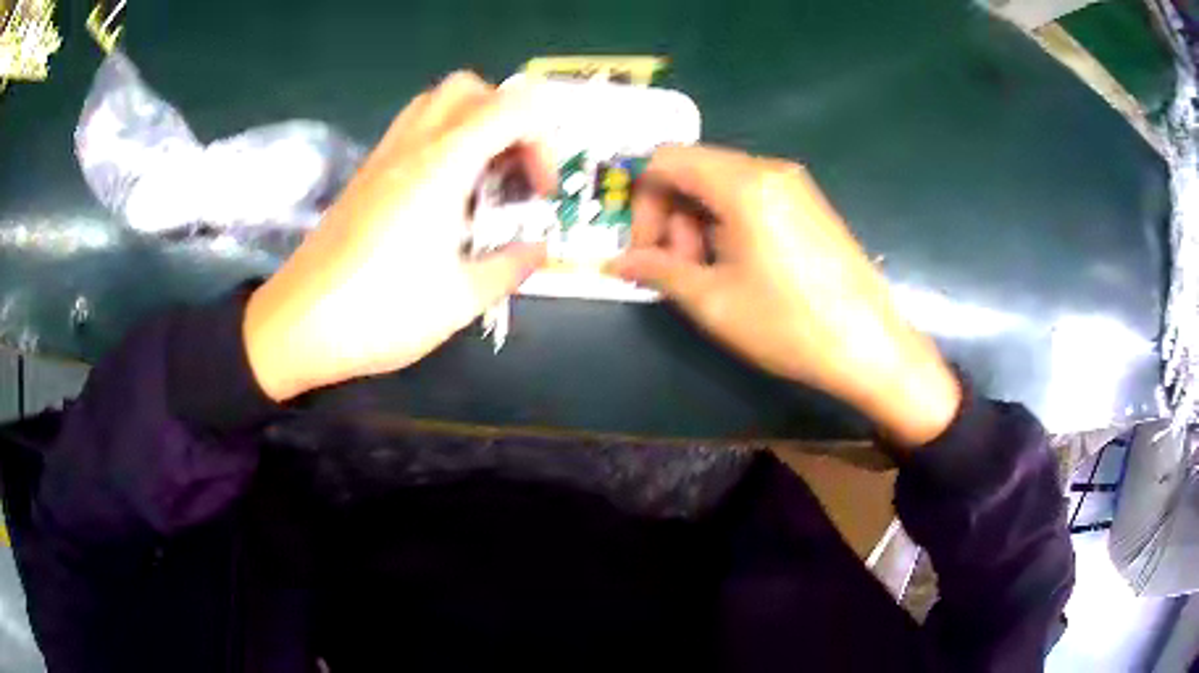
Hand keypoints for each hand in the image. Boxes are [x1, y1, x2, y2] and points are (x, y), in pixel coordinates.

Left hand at [243, 72, 554, 401]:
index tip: (539, 190)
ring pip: (436, 101)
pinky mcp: (364, 174)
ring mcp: (383, 156)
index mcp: (443, 165)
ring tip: (480, 176)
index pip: (512, 107)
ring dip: (471, 122)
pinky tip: (441, 192)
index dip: (542, 138)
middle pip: (470, 88)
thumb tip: (538, 250)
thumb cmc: (380, 312)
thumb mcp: (459, 300)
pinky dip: (441, 138)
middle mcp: (413, 145)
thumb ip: (509, 267)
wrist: (297, 325)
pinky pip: (410, 127)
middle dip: (507, 117)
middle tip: (512, 169)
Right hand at [610, 145, 959, 446]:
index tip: (645, 250)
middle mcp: (768, 169)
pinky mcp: (807, 204)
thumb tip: (615, 262)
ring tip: (707, 275)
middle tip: (676, 269)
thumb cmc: (790, 325)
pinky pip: (749, 197)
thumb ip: (658, 270)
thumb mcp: (714, 301)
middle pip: (693, 169)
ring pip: (720, 184)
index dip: (641, 200)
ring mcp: (793, 185)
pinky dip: (726, 223)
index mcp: (743, 184)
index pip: (666, 161)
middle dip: (670, 216)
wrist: (871, 347)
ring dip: (697, 223)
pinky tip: (736, 266)